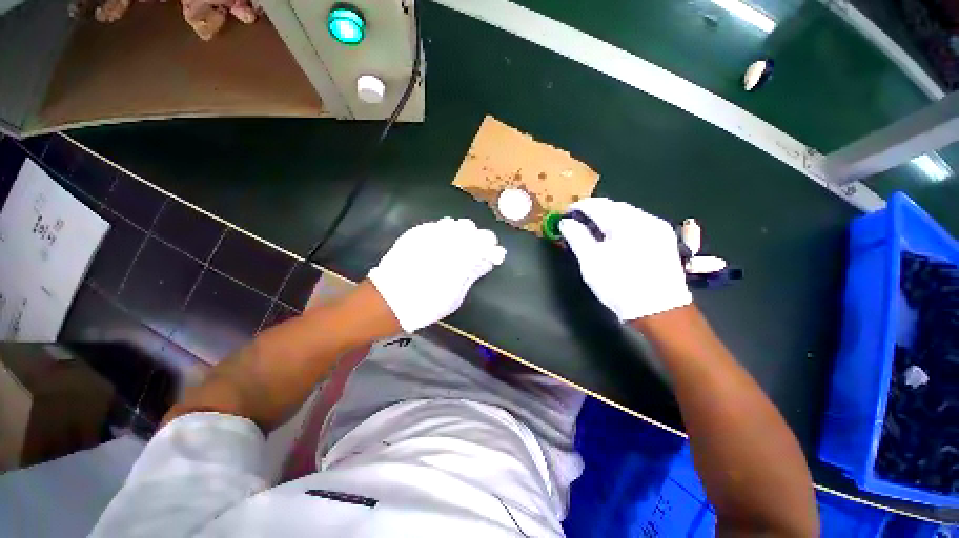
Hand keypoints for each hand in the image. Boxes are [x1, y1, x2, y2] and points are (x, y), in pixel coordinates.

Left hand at [368, 218, 506, 331]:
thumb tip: (487, 260)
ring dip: (460, 234)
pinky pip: (437, 226)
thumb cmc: (426, 305)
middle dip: (476, 237)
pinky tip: (442, 245)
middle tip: (475, 252)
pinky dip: (445, 233)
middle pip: (469, 227)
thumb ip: (472, 273)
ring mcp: (428, 234)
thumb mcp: (455, 296)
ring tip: (458, 248)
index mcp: (459, 256)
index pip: (485, 239)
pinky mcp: (415, 234)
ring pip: (453, 223)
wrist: (387, 301)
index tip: (494, 254)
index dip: (492, 245)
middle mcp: (445, 239)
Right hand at [558, 198, 691, 321]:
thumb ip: (576, 237)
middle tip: (577, 223)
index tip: (565, 214)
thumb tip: (565, 222)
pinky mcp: (664, 239)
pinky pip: (638, 224)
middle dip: (594, 212)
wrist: (659, 311)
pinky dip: (621, 226)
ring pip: (627, 214)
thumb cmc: (618, 284)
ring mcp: (658, 228)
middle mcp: (645, 218)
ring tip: (593, 231)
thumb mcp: (590, 261)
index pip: (597, 205)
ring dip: (608, 218)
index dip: (579, 207)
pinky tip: (614, 238)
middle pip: (614, 207)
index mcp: (626, 222)